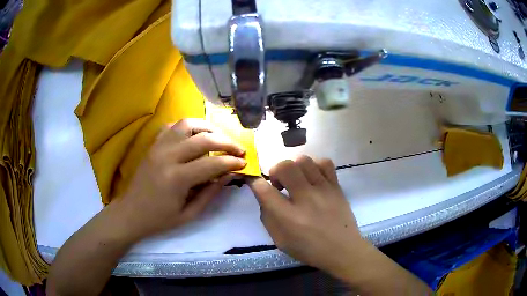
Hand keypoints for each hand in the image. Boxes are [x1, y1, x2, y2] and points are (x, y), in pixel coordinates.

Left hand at [118, 119, 246, 238]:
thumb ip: (210, 192)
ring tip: (219, 137)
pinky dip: (187, 127)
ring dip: (208, 128)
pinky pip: (172, 126)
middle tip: (239, 149)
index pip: (212, 163)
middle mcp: (167, 156)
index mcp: (177, 178)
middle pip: (203, 139)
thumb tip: (229, 174)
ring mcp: (158, 147)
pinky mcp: (153, 145)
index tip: (244, 163)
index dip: (232, 162)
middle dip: (226, 142)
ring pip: (187, 124)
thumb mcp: (190, 214)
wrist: (131, 213)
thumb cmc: (160, 219)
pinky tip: (195, 135)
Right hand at [248, 156, 366, 277]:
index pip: (264, 190)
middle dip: (275, 171)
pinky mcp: (336, 186)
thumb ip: (268, 217)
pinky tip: (313, 177)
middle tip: (280, 184)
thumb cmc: (309, 249)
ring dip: (294, 167)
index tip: (255, 182)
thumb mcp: (280, 241)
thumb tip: (264, 196)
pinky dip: (315, 166)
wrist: (342, 250)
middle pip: (285, 167)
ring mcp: (323, 190)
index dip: (254, 182)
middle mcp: (305, 199)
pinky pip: (325, 163)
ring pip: (304, 160)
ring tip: (297, 180)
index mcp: (288, 217)